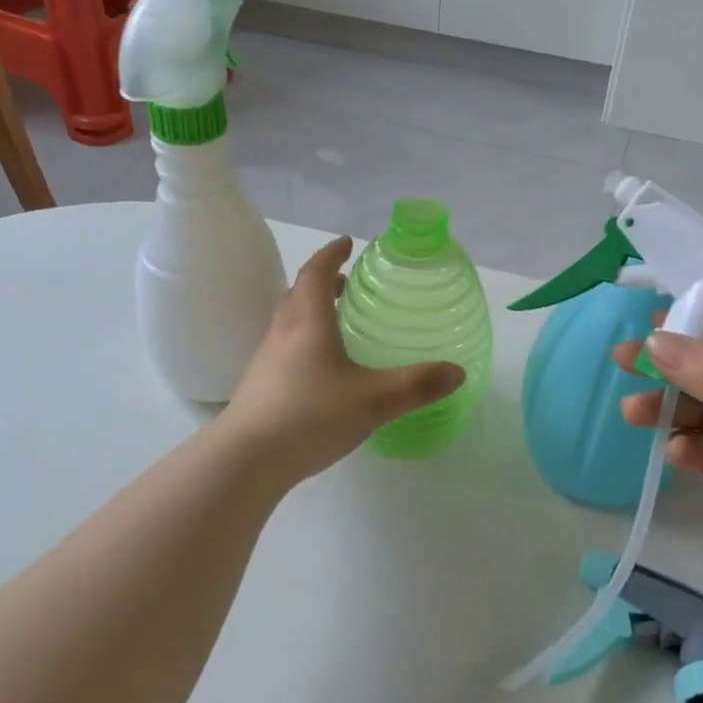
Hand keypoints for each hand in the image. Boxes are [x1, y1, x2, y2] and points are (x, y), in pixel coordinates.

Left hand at [223, 237, 464, 484]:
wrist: (245, 460)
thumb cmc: (310, 415)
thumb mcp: (373, 400)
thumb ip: (416, 385)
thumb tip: (457, 372)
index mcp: (307, 322)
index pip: (315, 273)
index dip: (331, 254)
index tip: (347, 243)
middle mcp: (283, 333)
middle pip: (300, 294)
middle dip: (323, 282)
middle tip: (348, 283)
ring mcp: (267, 361)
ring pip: (290, 322)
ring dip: (313, 312)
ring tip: (339, 323)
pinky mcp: (261, 387)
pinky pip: (286, 349)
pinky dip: (306, 342)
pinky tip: (324, 370)